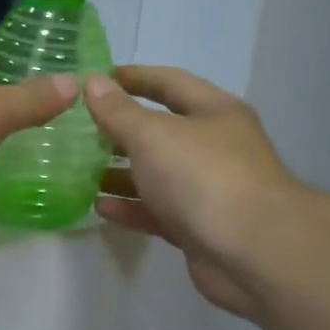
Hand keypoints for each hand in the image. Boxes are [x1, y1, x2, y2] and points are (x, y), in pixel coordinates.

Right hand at [85, 67, 301, 319]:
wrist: (251, 251)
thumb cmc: (203, 176)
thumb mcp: (153, 135)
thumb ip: (119, 112)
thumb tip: (94, 83)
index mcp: (213, 112)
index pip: (169, 83)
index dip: (133, 78)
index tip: (96, 79)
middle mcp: (214, 147)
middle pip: (161, 131)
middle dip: (119, 131)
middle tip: (77, 131)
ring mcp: (207, 190)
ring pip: (156, 175)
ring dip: (120, 173)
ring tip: (78, 171)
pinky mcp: (197, 228)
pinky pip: (157, 211)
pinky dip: (130, 208)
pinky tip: (99, 207)